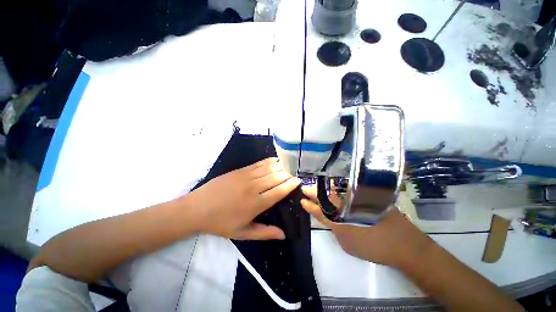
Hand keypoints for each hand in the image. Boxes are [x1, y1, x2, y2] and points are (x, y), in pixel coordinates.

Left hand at [183, 158, 300, 240]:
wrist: (197, 208)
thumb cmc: (220, 223)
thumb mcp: (242, 233)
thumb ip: (264, 233)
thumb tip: (283, 234)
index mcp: (255, 204)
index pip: (279, 191)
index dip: (290, 185)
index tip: (298, 181)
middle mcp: (253, 188)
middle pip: (276, 177)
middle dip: (287, 175)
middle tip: (293, 176)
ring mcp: (245, 176)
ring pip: (269, 169)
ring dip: (280, 167)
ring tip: (287, 169)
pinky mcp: (239, 170)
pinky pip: (258, 164)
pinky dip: (268, 161)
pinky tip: (275, 160)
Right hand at [300, 185, 430, 267]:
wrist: (403, 244)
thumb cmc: (372, 246)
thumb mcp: (346, 242)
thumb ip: (333, 227)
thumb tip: (326, 215)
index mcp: (339, 217)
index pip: (319, 208)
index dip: (309, 204)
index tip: (301, 198)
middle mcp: (345, 203)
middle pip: (325, 195)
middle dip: (313, 191)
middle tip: (305, 188)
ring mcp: (355, 198)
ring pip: (334, 190)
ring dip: (323, 189)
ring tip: (315, 187)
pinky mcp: (365, 195)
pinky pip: (345, 190)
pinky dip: (336, 188)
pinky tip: (333, 187)